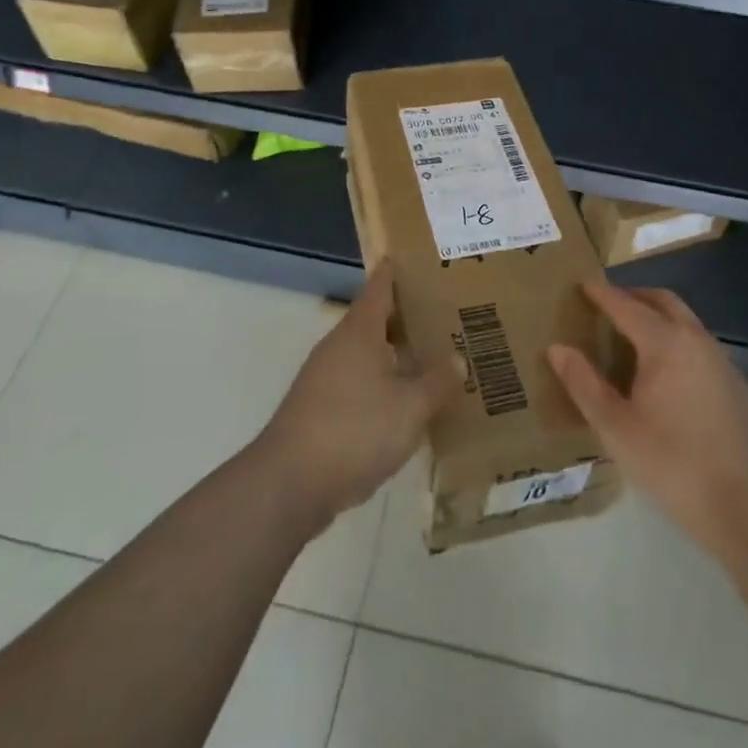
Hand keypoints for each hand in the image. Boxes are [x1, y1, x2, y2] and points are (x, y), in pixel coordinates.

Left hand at [258, 263, 462, 533]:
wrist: (289, 485)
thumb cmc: (354, 430)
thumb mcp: (410, 407)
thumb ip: (437, 381)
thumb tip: (458, 359)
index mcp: (359, 331)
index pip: (380, 286)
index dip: (400, 271)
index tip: (424, 262)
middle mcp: (338, 346)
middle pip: (376, 320)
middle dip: (408, 317)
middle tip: (447, 315)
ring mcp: (324, 379)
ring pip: (368, 355)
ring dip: (397, 355)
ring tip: (435, 360)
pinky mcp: (319, 410)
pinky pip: (359, 385)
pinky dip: (383, 386)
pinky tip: (406, 405)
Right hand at [549, 281, 747, 564]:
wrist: (746, 504)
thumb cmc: (672, 462)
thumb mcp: (615, 427)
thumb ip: (584, 384)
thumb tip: (558, 348)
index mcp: (665, 342)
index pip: (626, 305)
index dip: (602, 293)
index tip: (582, 284)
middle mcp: (695, 339)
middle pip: (662, 301)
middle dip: (633, 295)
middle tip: (607, 304)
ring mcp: (720, 359)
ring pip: (684, 320)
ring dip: (657, 315)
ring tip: (630, 334)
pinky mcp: (734, 382)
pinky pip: (697, 342)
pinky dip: (674, 337)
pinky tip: (662, 370)